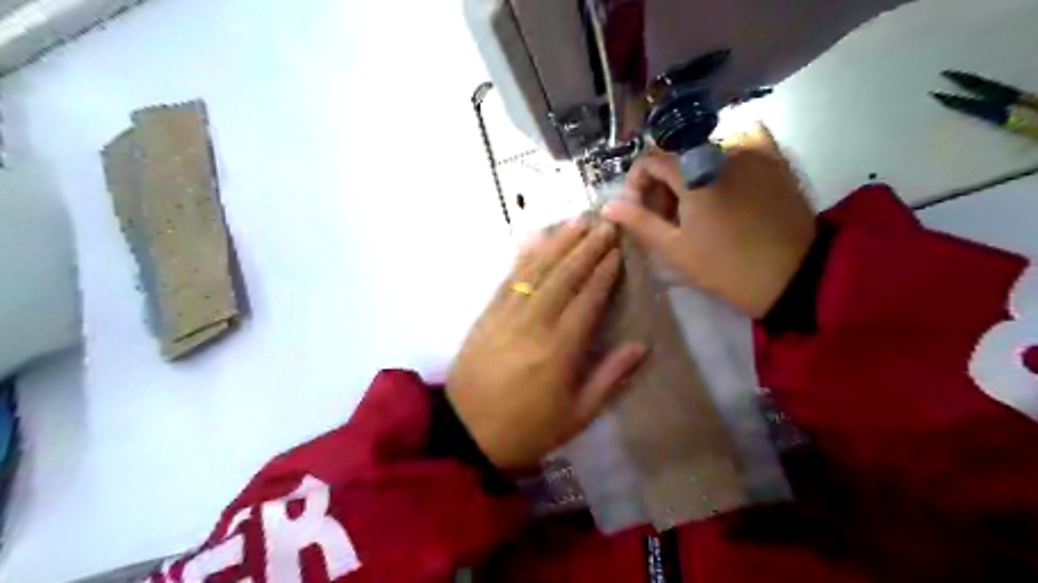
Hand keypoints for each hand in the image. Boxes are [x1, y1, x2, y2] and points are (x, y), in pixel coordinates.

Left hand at [449, 218, 645, 469]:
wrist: (466, 433)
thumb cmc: (528, 429)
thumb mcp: (577, 415)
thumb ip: (610, 378)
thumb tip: (642, 346)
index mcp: (559, 350)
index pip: (588, 300)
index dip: (604, 272)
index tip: (618, 250)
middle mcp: (533, 325)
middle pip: (563, 277)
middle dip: (586, 248)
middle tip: (604, 225)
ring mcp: (506, 316)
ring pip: (536, 271)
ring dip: (558, 244)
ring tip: (577, 222)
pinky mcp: (486, 315)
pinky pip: (508, 279)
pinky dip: (524, 256)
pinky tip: (536, 240)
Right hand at [600, 122, 819, 318]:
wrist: (793, 276)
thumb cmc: (726, 266)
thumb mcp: (675, 250)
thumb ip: (640, 223)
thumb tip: (609, 205)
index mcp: (692, 173)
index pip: (650, 160)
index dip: (636, 183)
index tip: (639, 210)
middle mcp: (719, 150)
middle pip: (676, 156)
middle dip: (663, 185)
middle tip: (667, 218)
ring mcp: (752, 152)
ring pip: (705, 152)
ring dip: (691, 175)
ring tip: (698, 209)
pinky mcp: (775, 160)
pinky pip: (745, 142)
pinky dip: (727, 157)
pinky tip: (728, 181)